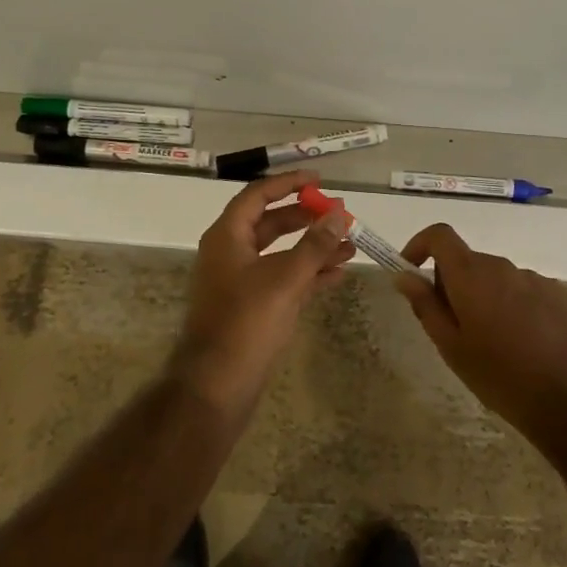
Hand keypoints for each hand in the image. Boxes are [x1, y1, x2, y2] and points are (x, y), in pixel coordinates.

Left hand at [172, 170, 355, 416]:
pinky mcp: (252, 307)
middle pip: (271, 223)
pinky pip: (283, 279)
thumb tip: (340, 214)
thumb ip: (315, 245)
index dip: (288, 184)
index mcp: (227, 236)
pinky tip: (338, 274)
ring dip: (313, 248)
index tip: (319, 180)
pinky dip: (308, 274)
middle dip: (306, 218)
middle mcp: (231, 253)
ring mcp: (240, 282)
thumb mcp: (285, 279)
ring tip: (351, 245)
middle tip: (340, 213)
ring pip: (280, 253)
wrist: (216, 386)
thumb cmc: (246, 322)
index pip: (258, 195)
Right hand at [393, 224, 566, 449]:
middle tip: (454, 327)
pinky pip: (525, 290)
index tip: (412, 271)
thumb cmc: (500, 377)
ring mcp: (535, 279)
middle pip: (468, 261)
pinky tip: (525, 344)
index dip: (421, 245)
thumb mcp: (451, 347)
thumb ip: (425, 305)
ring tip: (494, 342)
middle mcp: (502, 266)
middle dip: (453, 284)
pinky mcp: (560, 294)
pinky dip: (514, 306)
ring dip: (486, 297)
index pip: (440, 235)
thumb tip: (404, 275)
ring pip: (497, 278)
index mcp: (471, 275)